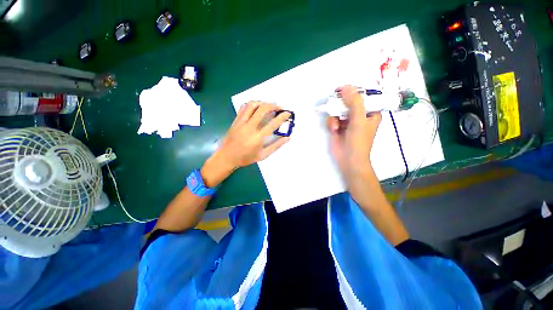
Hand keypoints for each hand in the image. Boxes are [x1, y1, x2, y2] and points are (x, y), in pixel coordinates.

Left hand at [201, 101, 290, 186]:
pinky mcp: (235, 120)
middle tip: (279, 108)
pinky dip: (252, 104)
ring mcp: (241, 122)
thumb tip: (288, 137)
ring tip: (269, 105)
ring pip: (252, 105)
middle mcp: (249, 127)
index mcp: (257, 138)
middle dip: (273, 106)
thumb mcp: (263, 155)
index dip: (282, 117)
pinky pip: (244, 107)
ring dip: (263, 103)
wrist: (226, 157)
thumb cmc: (245, 158)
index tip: (288, 113)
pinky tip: (256, 107)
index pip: (273, 124)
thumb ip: (276, 146)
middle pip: (262, 110)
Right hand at [326, 85, 381, 177]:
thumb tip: (346, 87)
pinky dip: (331, 123)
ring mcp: (347, 121)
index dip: (353, 92)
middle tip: (334, 103)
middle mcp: (359, 115)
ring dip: (335, 116)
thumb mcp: (359, 120)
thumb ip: (354, 103)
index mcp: (371, 112)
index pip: (363, 96)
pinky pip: (332, 118)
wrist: (348, 160)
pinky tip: (333, 129)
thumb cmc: (358, 141)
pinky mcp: (338, 127)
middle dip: (340, 104)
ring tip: (336, 126)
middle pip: (348, 102)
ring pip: (338, 110)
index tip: (341, 90)